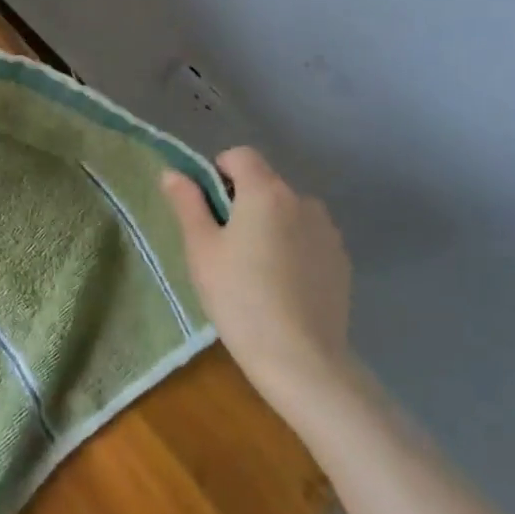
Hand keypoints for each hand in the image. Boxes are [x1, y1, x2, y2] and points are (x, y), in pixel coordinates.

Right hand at [160, 147, 353, 402]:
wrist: (301, 358)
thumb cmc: (239, 297)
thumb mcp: (201, 249)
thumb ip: (187, 203)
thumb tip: (173, 173)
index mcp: (266, 192)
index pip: (240, 156)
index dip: (218, 172)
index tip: (207, 210)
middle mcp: (302, 200)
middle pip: (265, 184)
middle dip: (243, 202)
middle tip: (225, 247)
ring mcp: (328, 231)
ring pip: (288, 211)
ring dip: (270, 224)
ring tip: (256, 269)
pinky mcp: (341, 260)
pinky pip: (308, 237)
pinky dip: (292, 247)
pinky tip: (282, 286)